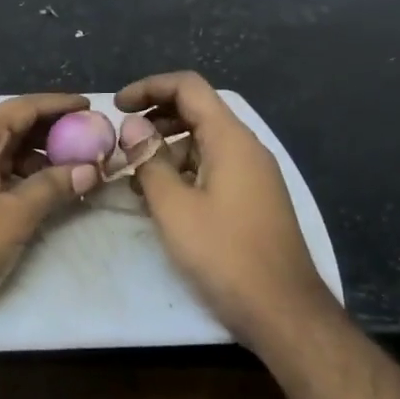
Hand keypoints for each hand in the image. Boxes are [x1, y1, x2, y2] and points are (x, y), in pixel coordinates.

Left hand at [0, 92, 99, 330]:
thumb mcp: (16, 215)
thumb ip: (54, 186)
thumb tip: (91, 169)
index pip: (24, 107)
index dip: (59, 105)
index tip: (91, 106)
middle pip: (14, 125)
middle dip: (53, 132)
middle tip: (91, 140)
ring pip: (4, 150)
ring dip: (38, 157)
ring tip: (77, 168)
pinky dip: (20, 174)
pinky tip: (46, 188)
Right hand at [115, 71, 333, 350]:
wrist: (282, 311)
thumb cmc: (224, 254)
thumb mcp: (174, 207)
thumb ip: (149, 160)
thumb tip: (132, 127)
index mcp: (230, 139)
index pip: (188, 87)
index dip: (149, 88)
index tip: (117, 107)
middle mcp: (246, 148)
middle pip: (197, 111)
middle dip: (154, 119)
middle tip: (121, 141)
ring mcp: (253, 174)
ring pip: (203, 142)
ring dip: (166, 149)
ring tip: (133, 175)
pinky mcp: (252, 199)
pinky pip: (212, 167)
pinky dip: (183, 171)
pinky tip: (159, 198)